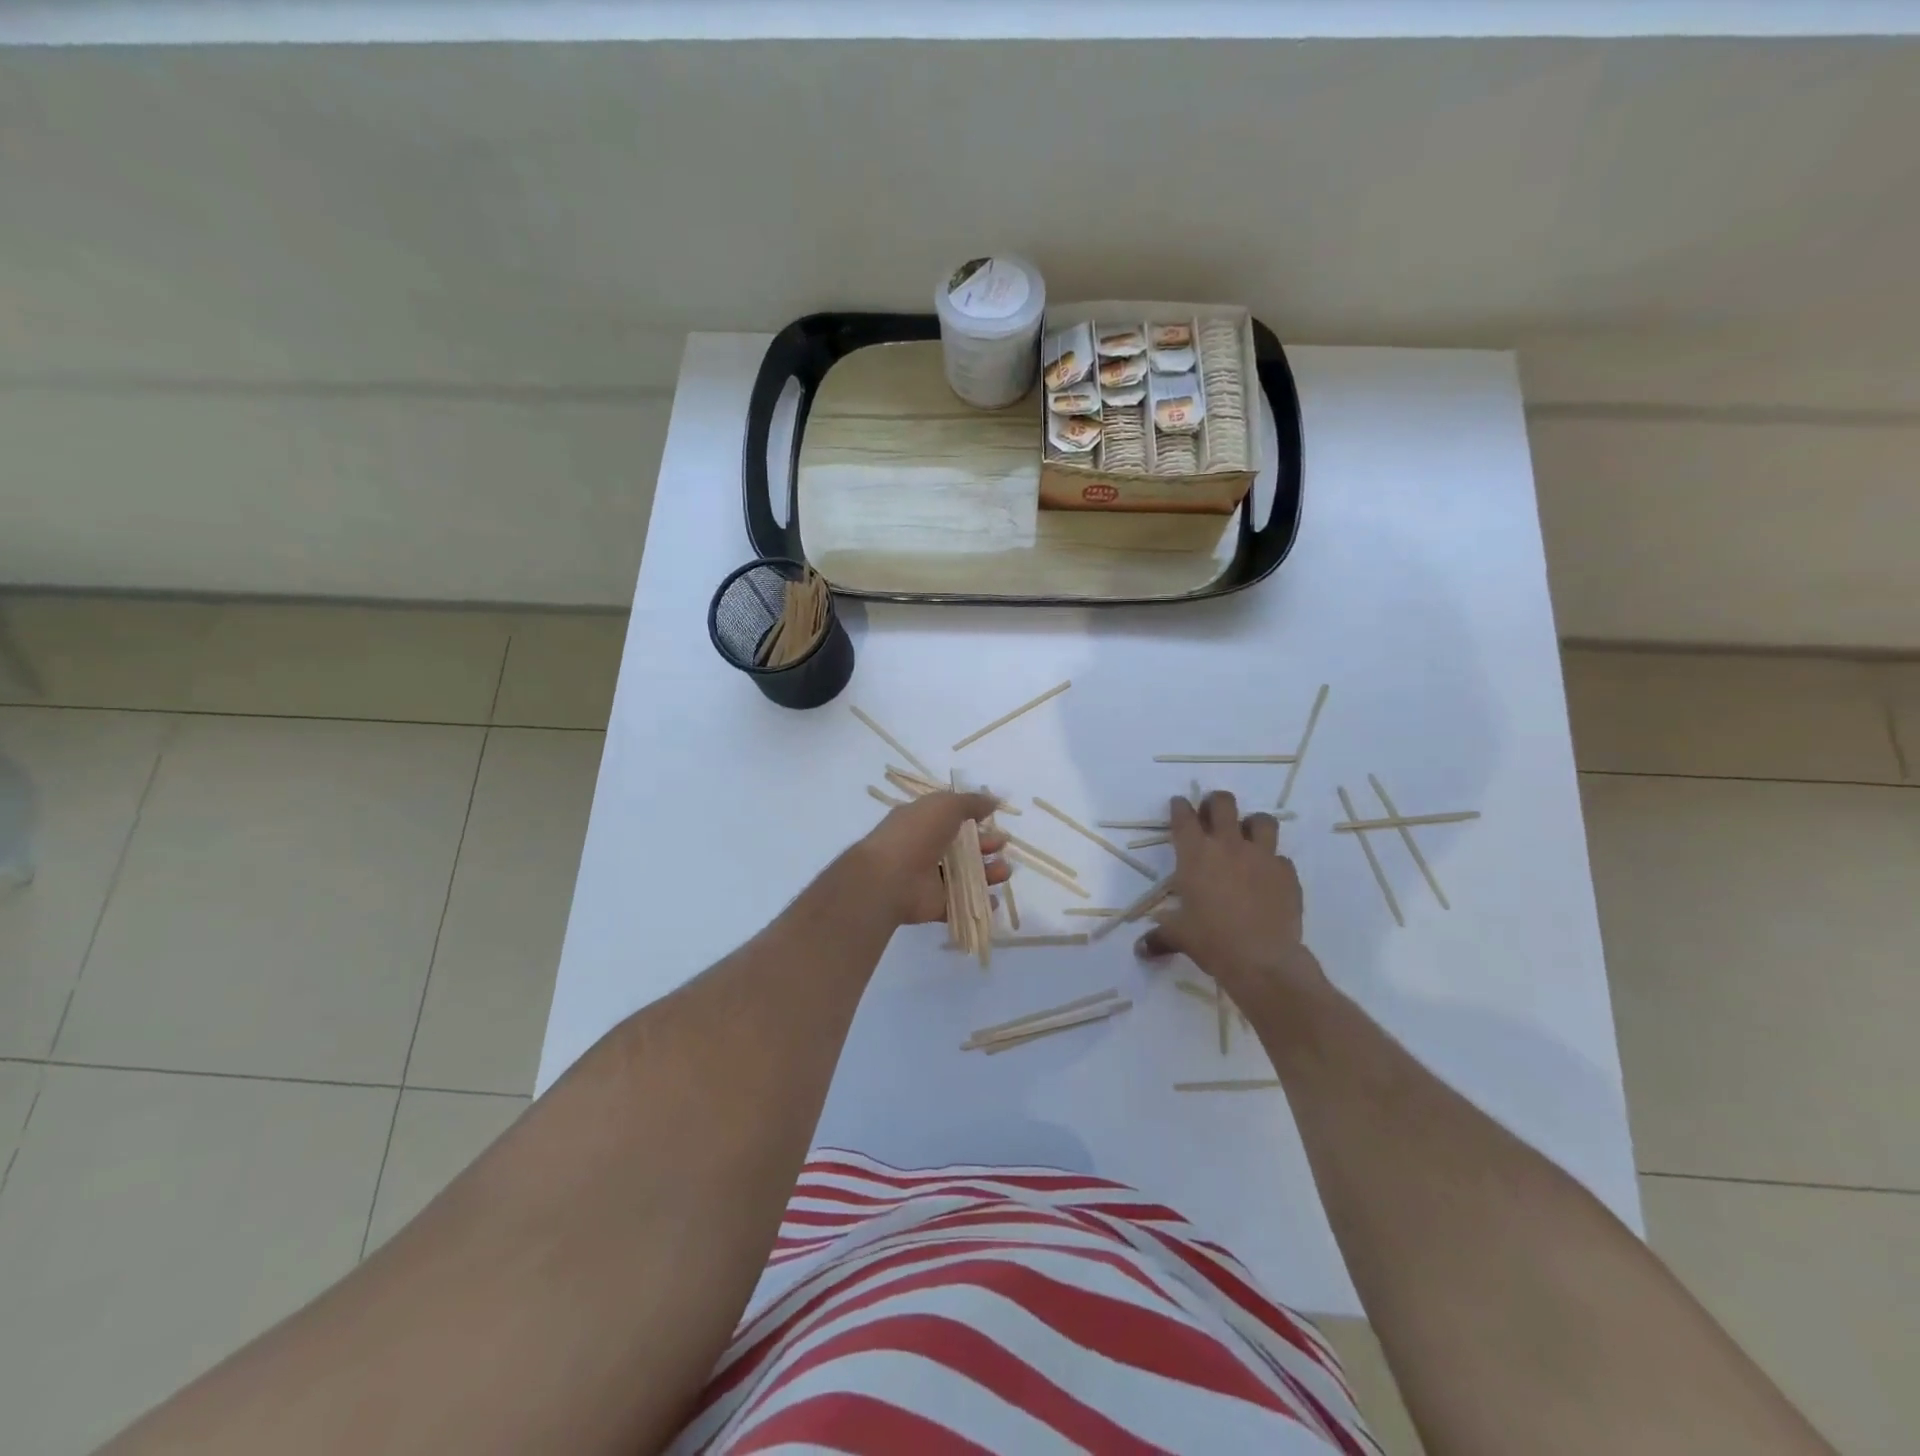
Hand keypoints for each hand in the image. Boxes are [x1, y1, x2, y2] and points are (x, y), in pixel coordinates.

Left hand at [857, 791, 1009, 926]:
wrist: (889, 878)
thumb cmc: (915, 834)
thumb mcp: (944, 805)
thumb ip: (970, 802)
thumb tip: (993, 800)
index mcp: (922, 822)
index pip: (950, 818)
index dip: (972, 818)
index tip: (993, 819)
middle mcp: (925, 848)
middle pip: (961, 847)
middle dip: (985, 845)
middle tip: (1003, 844)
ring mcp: (929, 878)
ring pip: (964, 875)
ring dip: (987, 873)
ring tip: (1005, 871)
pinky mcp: (934, 904)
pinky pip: (960, 903)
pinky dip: (978, 902)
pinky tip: (995, 900)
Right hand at [1135, 791, 1326, 1004]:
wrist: (1262, 960)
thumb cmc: (1211, 940)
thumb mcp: (1178, 936)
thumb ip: (1159, 936)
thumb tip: (1140, 950)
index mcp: (1195, 854)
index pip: (1184, 817)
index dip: (1179, 806)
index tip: (1179, 804)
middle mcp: (1229, 846)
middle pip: (1223, 804)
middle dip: (1215, 802)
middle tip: (1211, 813)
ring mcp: (1262, 857)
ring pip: (1262, 821)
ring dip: (1252, 824)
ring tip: (1246, 836)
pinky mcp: (1287, 874)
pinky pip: (1280, 858)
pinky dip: (1272, 863)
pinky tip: (1267, 877)